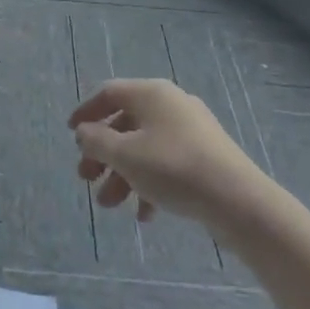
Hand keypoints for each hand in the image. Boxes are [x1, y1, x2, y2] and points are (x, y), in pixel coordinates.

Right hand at [69, 79, 265, 227]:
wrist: (238, 200)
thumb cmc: (173, 168)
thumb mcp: (125, 155)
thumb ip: (97, 141)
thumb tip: (84, 132)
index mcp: (151, 93)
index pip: (109, 93)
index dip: (86, 112)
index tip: (71, 135)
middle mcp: (170, 104)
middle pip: (126, 123)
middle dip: (103, 154)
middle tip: (86, 179)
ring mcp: (191, 130)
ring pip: (145, 147)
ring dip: (123, 174)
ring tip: (110, 206)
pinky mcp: (206, 156)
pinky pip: (167, 163)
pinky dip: (150, 183)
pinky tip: (145, 215)